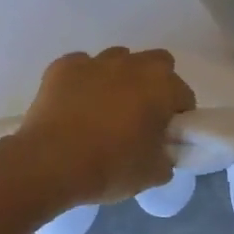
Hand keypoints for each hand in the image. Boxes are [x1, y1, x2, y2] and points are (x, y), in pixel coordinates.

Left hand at [10, 48, 196, 209]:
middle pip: (157, 64)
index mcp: (163, 86)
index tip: (166, 136)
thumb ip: (167, 157)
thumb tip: (162, 152)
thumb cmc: (111, 167)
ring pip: (119, 60)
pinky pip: (82, 66)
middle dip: (155, 83)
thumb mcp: (154, 173)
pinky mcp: (63, 67)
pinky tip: (75, 104)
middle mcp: (134, 65)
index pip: (184, 96)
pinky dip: (84, 80)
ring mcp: (97, 62)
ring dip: (120, 78)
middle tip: (142, 114)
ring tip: (105, 108)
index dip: (178, 117)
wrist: (49, 165)